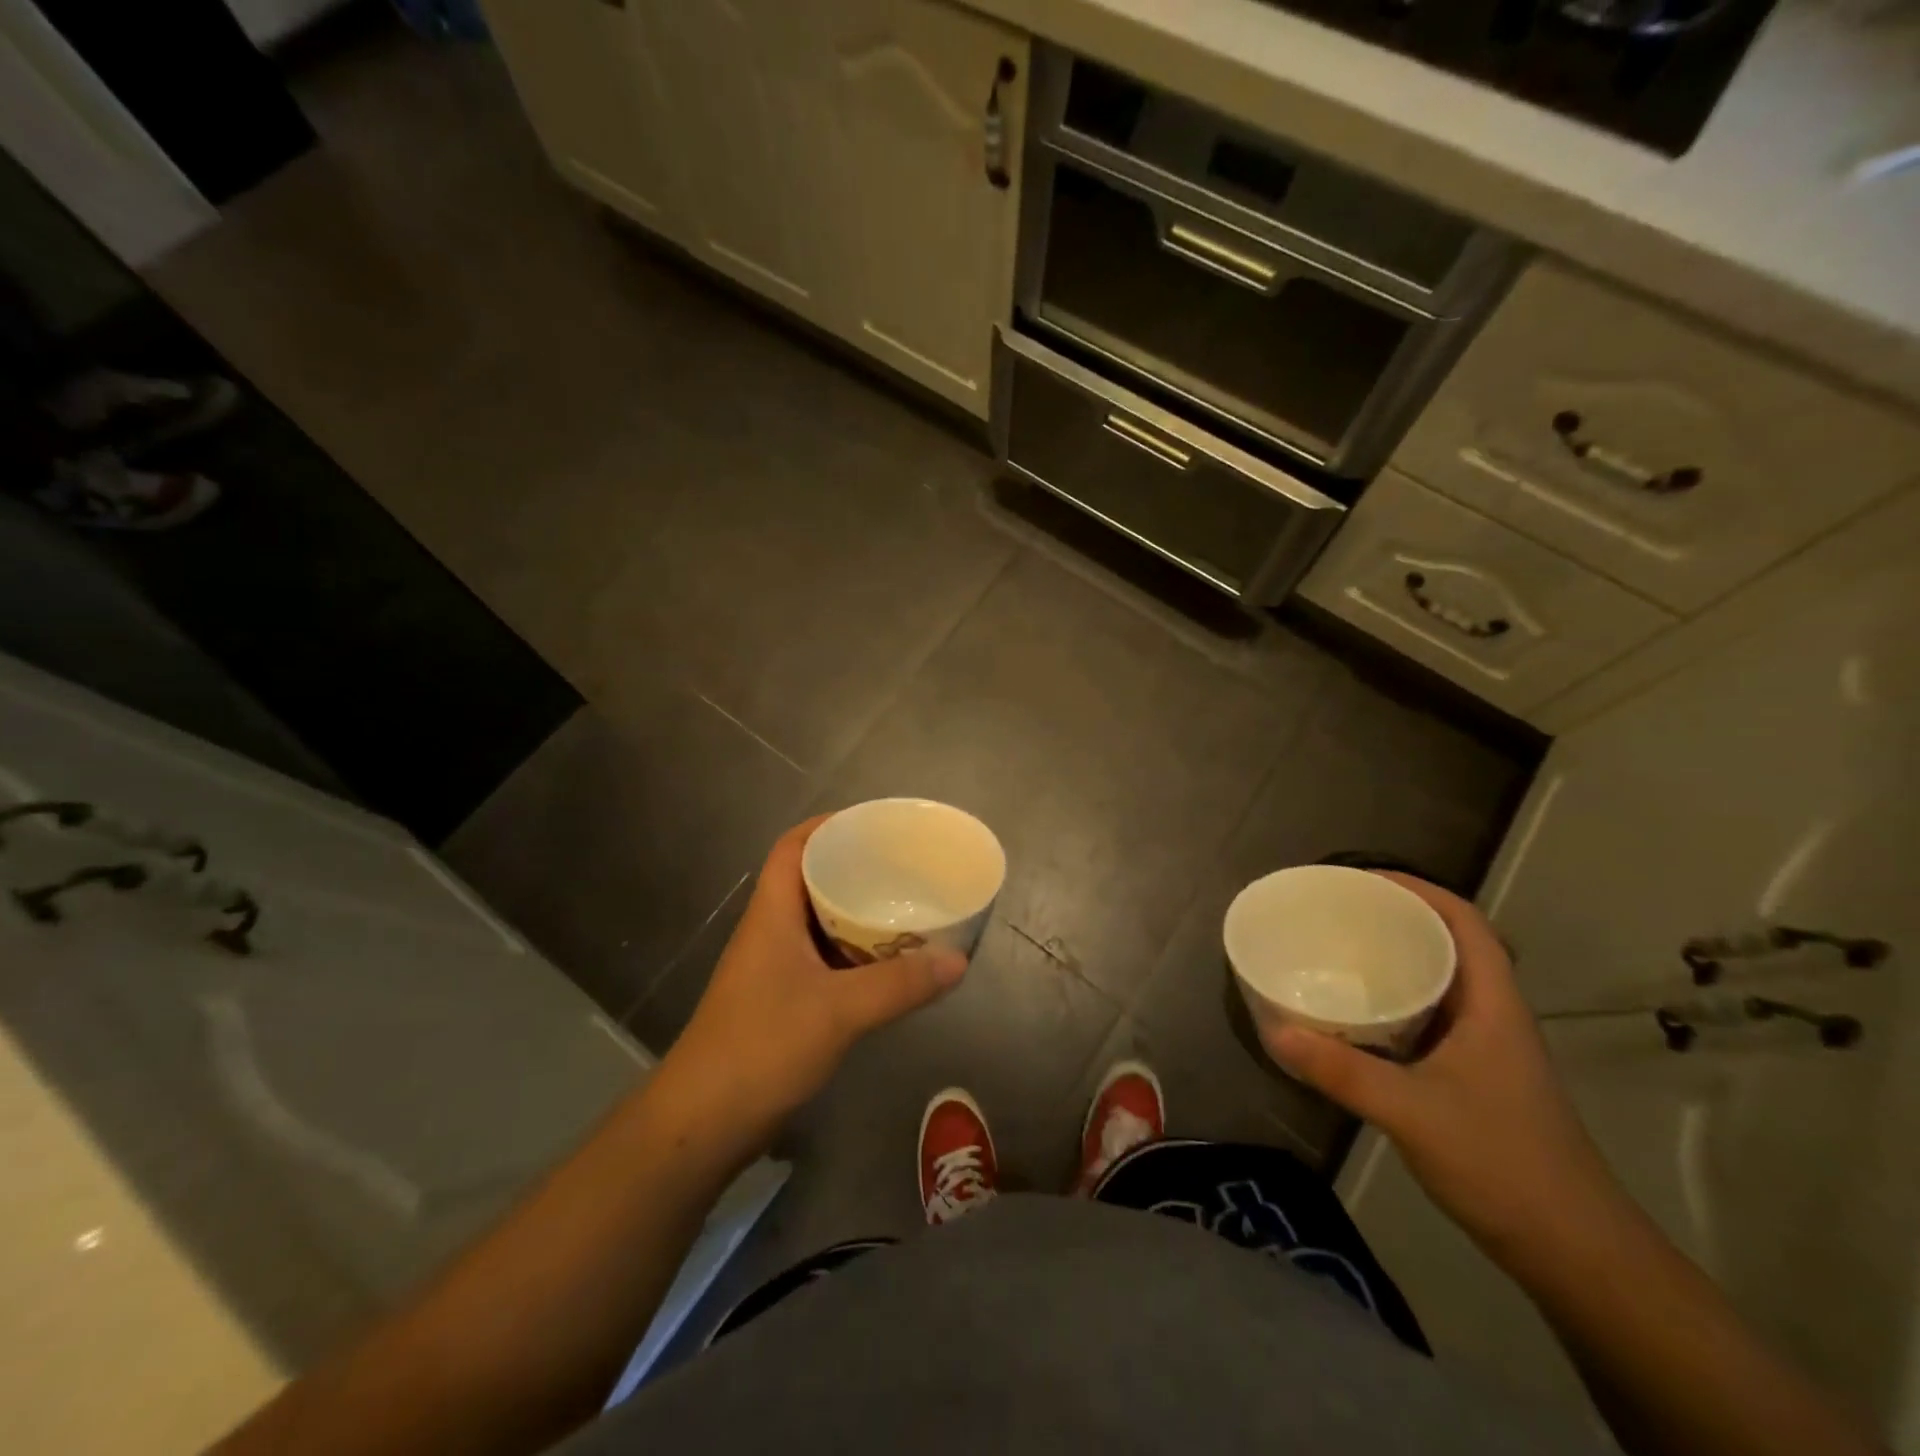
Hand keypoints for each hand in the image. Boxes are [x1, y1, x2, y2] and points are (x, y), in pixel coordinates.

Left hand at [660, 815, 967, 1143]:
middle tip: (902, 866)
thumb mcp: (839, 1011)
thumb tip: (958, 959)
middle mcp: (770, 931)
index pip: (792, 846)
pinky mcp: (780, 1001)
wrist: (703, 1122)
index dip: (828, 825)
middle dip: (853, 867)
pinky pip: (822, 959)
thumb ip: (901, 984)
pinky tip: (886, 964)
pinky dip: (853, 953)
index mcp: (772, 914)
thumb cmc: (762, 1046)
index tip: (873, 823)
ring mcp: (772, 968)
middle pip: (810, 880)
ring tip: (903, 907)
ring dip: (855, 913)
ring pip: (818, 922)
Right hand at [1263, 873, 1627, 1263]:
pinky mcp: (1473, 1079)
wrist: (1574, 1252)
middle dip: (1397, 919)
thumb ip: (1341, 1072)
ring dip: (1395, 962)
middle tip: (1338, 912)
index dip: (1420, 890)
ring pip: (1439, 984)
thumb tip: (1274, 1032)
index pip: (1465, 923)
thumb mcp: (1412, 1112)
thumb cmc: (1503, 1164)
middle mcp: (1492, 1016)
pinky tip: (1356, 1018)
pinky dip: (1393, 1004)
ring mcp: (1485, 1050)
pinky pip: (1428, 1020)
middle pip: (1449, 945)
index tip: (1364, 879)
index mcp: (1492, 1006)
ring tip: (1338, 952)